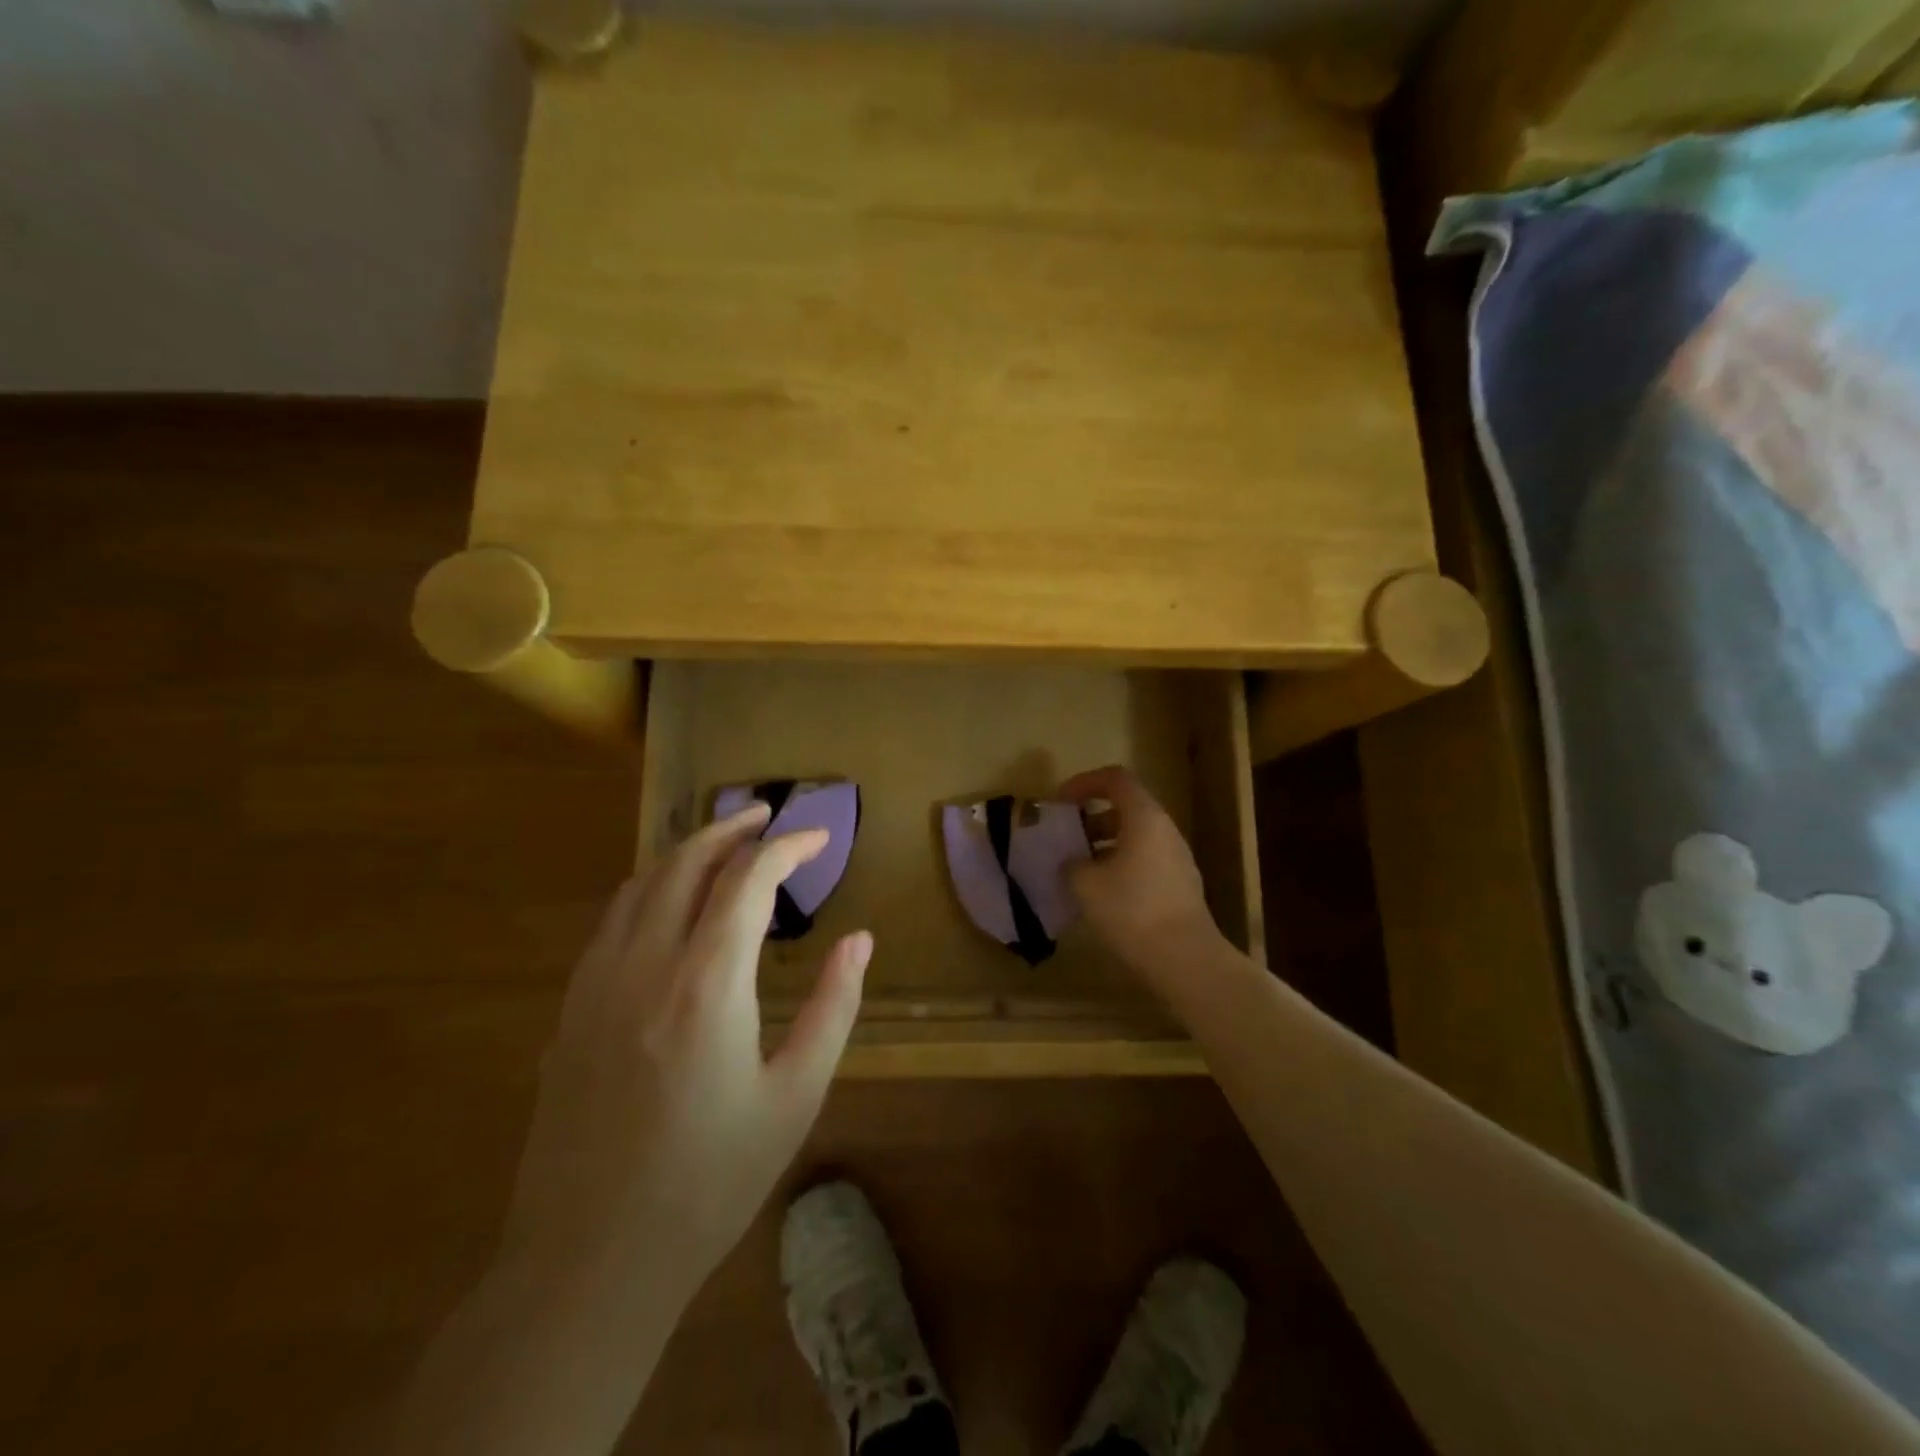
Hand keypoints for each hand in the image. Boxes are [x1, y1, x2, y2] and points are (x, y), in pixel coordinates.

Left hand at [501, 803, 870, 1307]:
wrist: (588, 1263)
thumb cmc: (709, 1181)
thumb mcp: (795, 1097)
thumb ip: (833, 1007)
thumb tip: (859, 939)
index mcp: (707, 983)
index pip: (749, 880)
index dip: (788, 847)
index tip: (819, 839)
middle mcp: (645, 964)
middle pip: (686, 862)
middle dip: (731, 829)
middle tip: (767, 815)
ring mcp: (596, 984)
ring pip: (641, 884)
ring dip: (685, 852)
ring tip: (723, 845)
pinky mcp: (570, 1009)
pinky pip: (613, 920)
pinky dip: (650, 889)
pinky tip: (670, 905)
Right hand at [1058, 764, 1226, 982]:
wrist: (1186, 960)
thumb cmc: (1132, 910)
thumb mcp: (1086, 885)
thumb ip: (1072, 864)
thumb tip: (1071, 863)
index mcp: (1144, 818)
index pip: (1115, 779)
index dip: (1084, 783)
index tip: (1060, 802)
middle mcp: (1165, 831)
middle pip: (1126, 808)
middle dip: (1091, 818)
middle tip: (1066, 837)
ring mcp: (1177, 859)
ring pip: (1135, 837)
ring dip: (1104, 845)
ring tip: (1078, 868)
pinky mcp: (1180, 886)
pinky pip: (1145, 861)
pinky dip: (1120, 865)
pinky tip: (1101, 894)